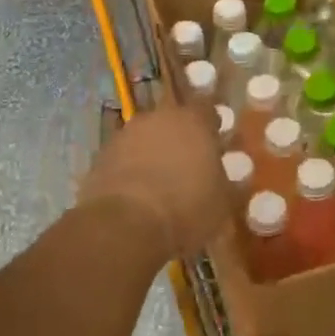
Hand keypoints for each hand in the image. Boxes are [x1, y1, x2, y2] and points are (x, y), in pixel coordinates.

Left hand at [78, 106, 228, 263]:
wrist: (124, 225)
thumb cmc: (185, 208)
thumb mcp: (222, 203)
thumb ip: (228, 183)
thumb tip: (233, 178)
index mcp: (193, 121)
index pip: (207, 110)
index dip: (212, 126)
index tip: (216, 143)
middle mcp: (158, 118)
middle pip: (173, 121)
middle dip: (181, 139)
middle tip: (189, 165)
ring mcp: (126, 134)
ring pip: (146, 138)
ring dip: (154, 153)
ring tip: (161, 183)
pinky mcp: (101, 156)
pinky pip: (124, 157)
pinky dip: (131, 169)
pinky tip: (137, 194)